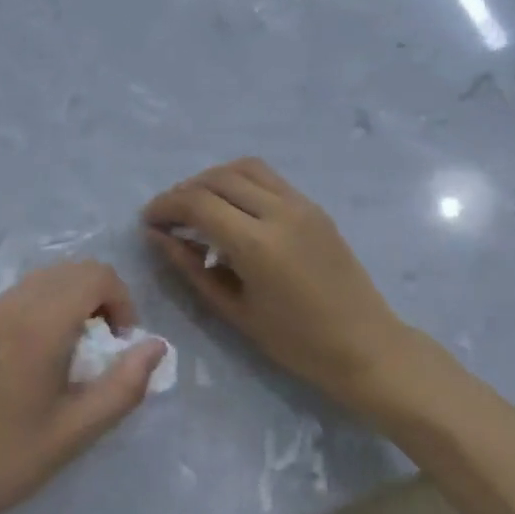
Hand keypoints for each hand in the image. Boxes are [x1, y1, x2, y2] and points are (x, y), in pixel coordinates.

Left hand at [0, 262, 166, 513]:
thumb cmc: (2, 464)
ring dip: (66, 302)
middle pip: (69, 271)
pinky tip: (27, 361)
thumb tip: (156, 346)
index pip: (95, 275)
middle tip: (100, 346)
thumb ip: (124, 385)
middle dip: (97, 297)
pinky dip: (36, 311)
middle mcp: (8, 306)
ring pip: (39, 281)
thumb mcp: (74, 433)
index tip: (120, 342)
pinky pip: (11, 300)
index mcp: (38, 326)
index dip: (121, 300)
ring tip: (66, 353)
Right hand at [143, 158, 434, 421]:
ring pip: (245, 168)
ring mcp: (301, 203)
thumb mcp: (235, 311)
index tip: (148, 221)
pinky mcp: (313, 206)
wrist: (366, 346)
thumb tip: (159, 238)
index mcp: (257, 244)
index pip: (198, 203)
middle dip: (184, 190)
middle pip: (218, 178)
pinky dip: (240, 181)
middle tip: (168, 215)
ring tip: (197, 206)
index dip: (166, 206)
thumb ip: (192, 269)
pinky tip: (231, 209)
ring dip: (213, 179)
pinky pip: (268, 178)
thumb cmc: (297, 343)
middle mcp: (279, 211)